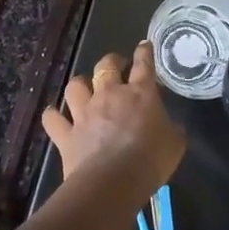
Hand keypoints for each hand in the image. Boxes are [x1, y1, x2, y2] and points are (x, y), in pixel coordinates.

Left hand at [45, 42, 185, 192]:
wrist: (113, 183)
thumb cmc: (150, 161)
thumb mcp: (175, 143)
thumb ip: (172, 129)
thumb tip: (170, 126)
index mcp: (140, 93)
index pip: (143, 64)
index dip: (144, 52)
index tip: (144, 46)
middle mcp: (109, 94)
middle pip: (106, 65)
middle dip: (112, 61)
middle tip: (117, 66)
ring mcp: (84, 112)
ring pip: (75, 85)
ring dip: (80, 84)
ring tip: (85, 89)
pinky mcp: (66, 133)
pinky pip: (53, 118)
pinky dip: (53, 115)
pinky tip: (55, 116)